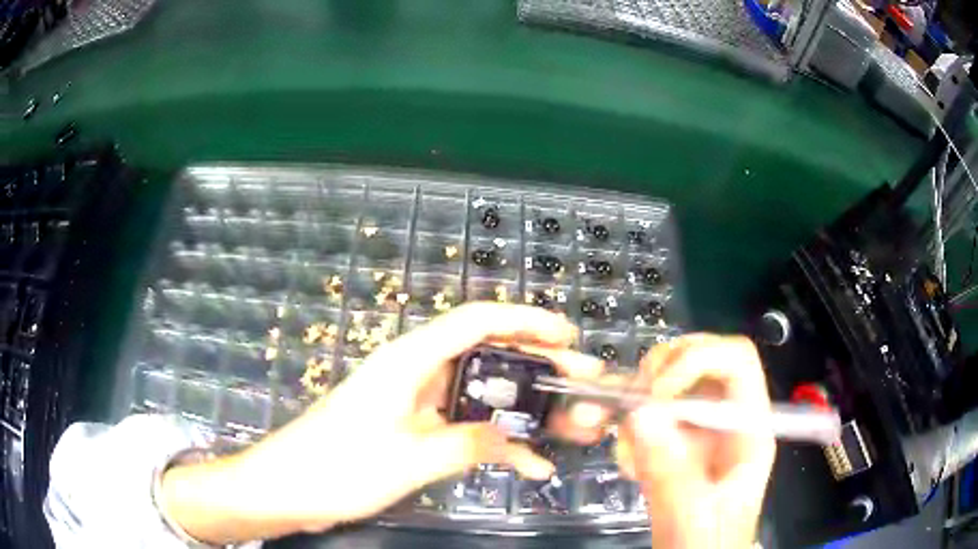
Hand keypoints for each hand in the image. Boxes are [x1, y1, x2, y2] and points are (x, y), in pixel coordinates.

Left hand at [159, 303, 602, 543]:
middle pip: (488, 355)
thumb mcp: (408, 459)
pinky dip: (497, 442)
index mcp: (410, 361)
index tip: (569, 337)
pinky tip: (530, 464)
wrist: (287, 489)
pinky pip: (466, 427)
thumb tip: (519, 442)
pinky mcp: (414, 430)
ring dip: (525, 408)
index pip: (477, 321)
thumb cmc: (337, 467)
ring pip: (483, 394)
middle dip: (539, 366)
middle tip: (583, 383)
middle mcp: (417, 373)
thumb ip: (468, 444)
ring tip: (571, 421)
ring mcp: (417, 403)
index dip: (527, 321)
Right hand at [616, 334, 774, 548]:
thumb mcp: (693, 518)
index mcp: (749, 429)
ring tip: (616, 439)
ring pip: (669, 382)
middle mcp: (725, 419)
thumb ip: (671, 473)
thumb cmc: (710, 545)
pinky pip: (649, 414)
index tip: (657, 392)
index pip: (736, 360)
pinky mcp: (676, 444)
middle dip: (660, 371)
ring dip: (634, 400)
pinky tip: (624, 459)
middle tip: (630, 401)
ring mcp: (700, 430)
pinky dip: (626, 425)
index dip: (697, 359)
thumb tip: (641, 415)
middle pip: (700, 358)